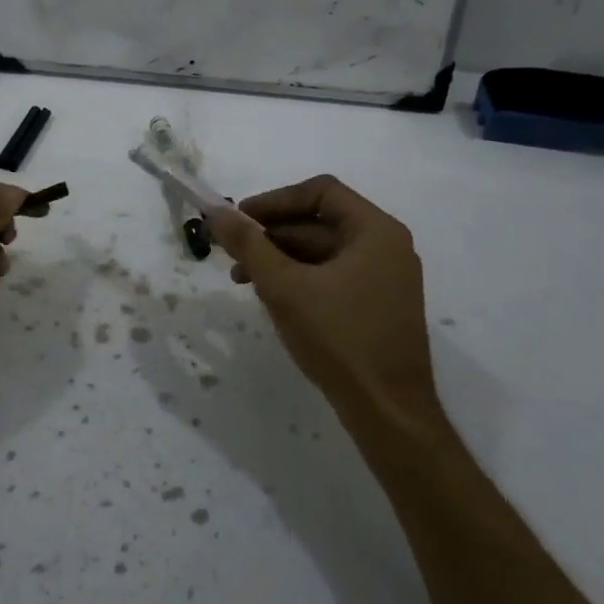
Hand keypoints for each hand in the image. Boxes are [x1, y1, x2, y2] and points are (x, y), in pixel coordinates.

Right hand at [210, 175, 438, 424]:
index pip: (321, 191)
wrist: (388, 412)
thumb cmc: (338, 338)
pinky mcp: (378, 306)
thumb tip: (215, 210)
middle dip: (272, 234)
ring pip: (323, 251)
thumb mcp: (283, 286)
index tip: (240, 218)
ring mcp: (385, 279)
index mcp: (375, 231)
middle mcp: (386, 247)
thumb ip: (248, 243)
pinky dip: (299, 278)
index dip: (275, 200)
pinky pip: (332, 276)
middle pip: (320, 221)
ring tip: (242, 279)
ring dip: (280, 258)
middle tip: (232, 250)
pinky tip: (271, 297)